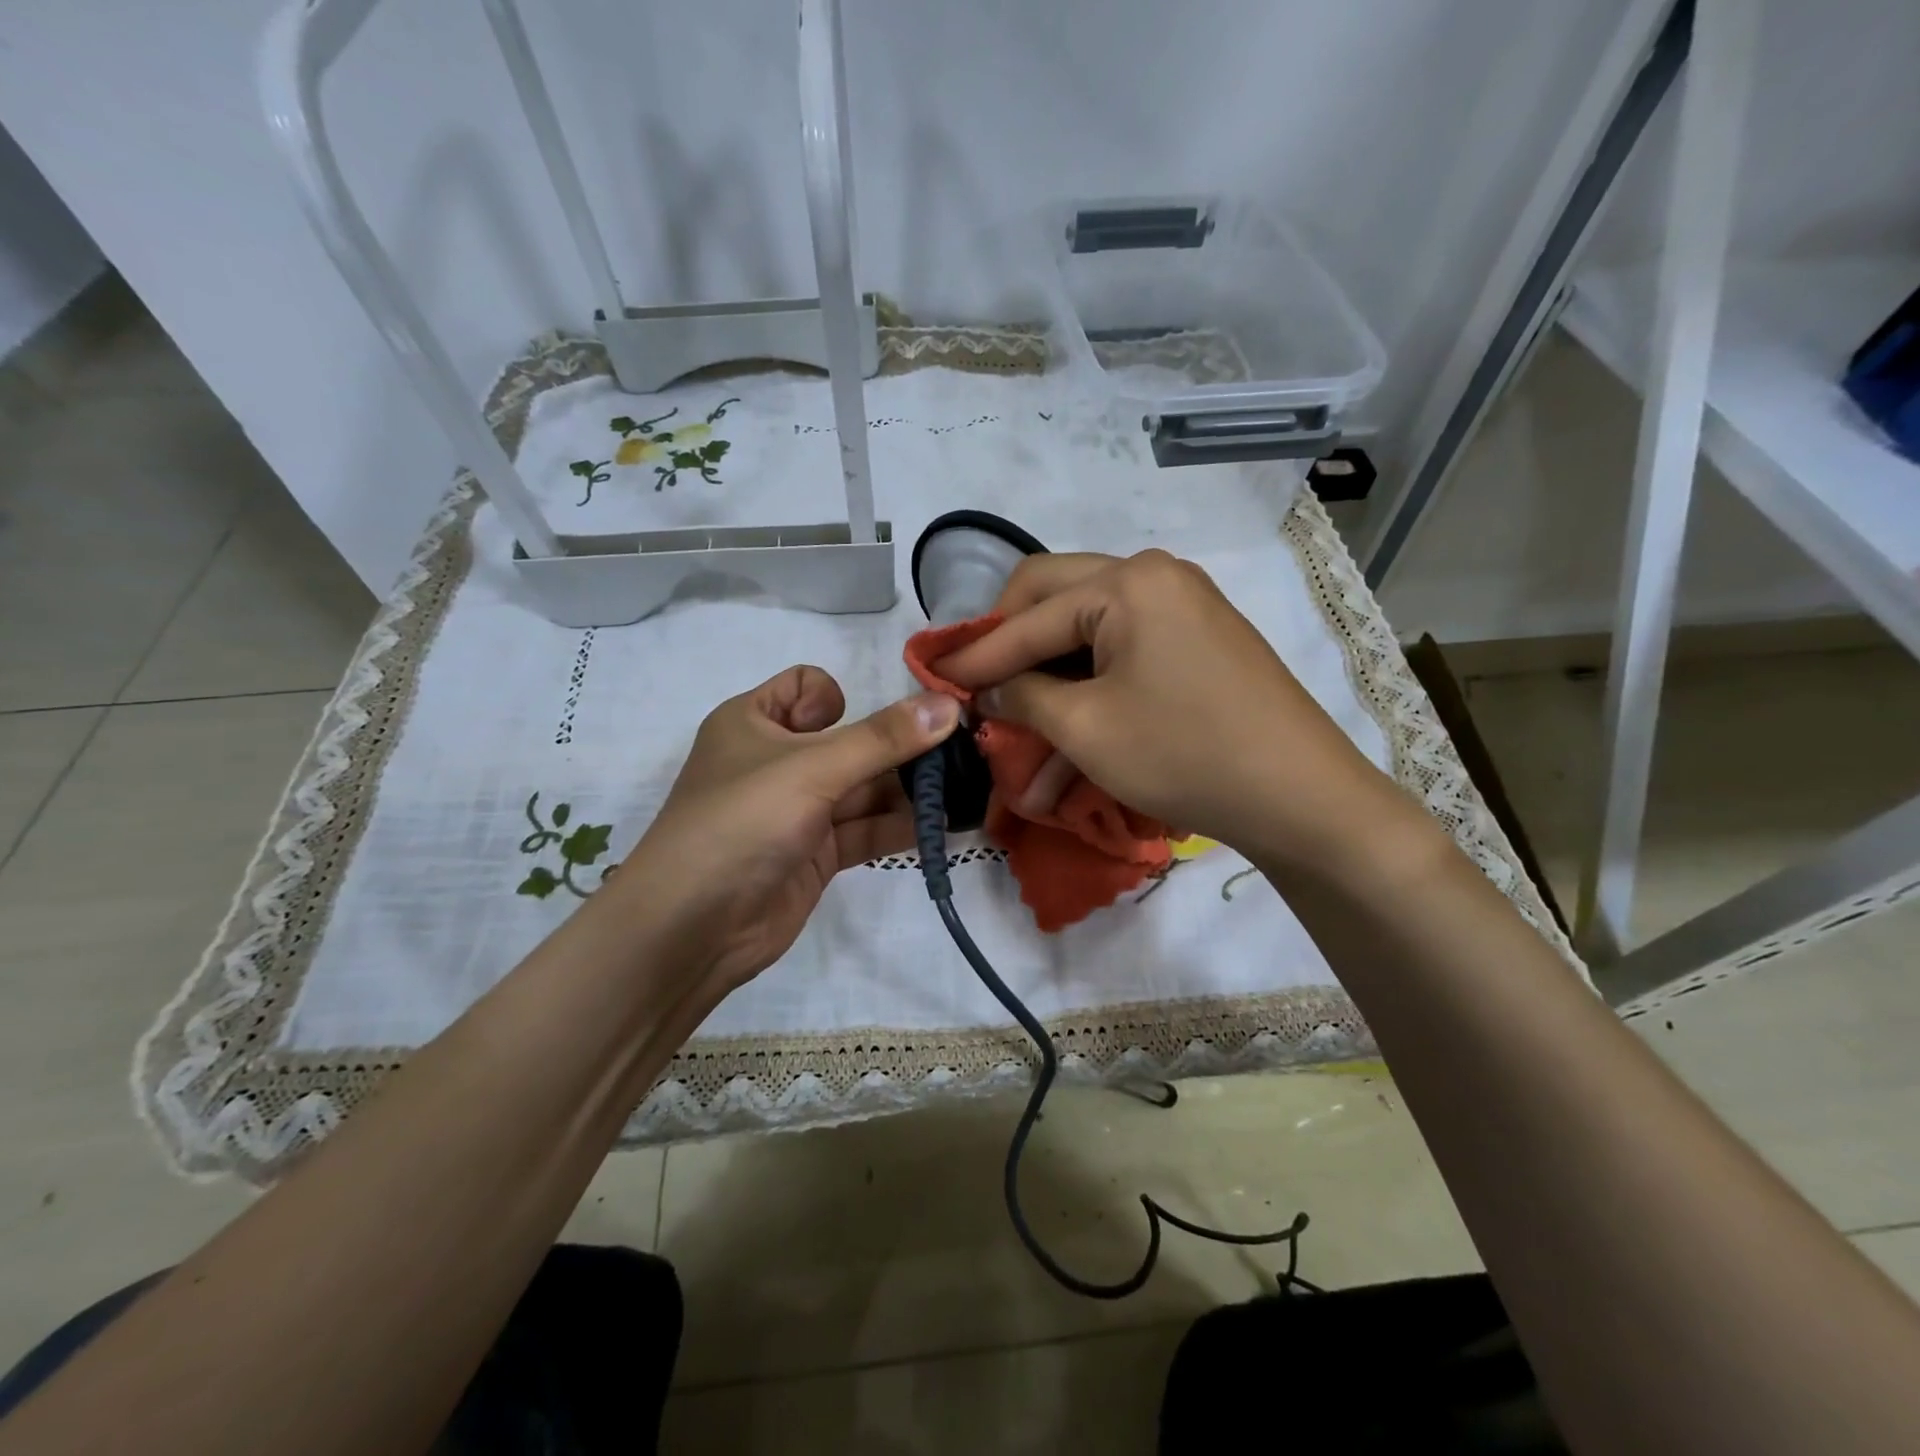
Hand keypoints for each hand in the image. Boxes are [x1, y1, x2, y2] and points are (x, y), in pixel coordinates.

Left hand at [611, 666, 958, 1003]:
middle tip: (960, 755)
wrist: (691, 929)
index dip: (837, 700)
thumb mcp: (812, 769)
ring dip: (909, 790)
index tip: (861, 726)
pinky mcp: (816, 854)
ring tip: (965, 791)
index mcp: (755, 722)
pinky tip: (944, 827)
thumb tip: (948, 705)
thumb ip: (883, 739)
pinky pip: (866, 829)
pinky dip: (901, 827)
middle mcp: (778, 761)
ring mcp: (798, 810)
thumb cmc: (741, 822)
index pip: (805, 688)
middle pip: (850, 740)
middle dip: (899, 747)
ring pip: (863, 788)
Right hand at [935, 550, 1410, 866]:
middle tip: (977, 680)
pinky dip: (1088, 678)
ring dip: (1049, 667)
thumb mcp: (1086, 729)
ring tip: (1016, 713)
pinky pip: (1123, 646)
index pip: (1029, 616)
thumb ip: (1023, 696)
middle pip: (1055, 596)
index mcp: (1127, 581)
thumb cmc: (1185, 755)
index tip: (935, 678)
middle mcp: (1155, 575)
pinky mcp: (1197, 636)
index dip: (977, 654)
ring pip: (1088, 625)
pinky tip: (1067, 716)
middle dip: (1010, 642)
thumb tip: (990, 687)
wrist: (1300, 796)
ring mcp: (1182, 603)